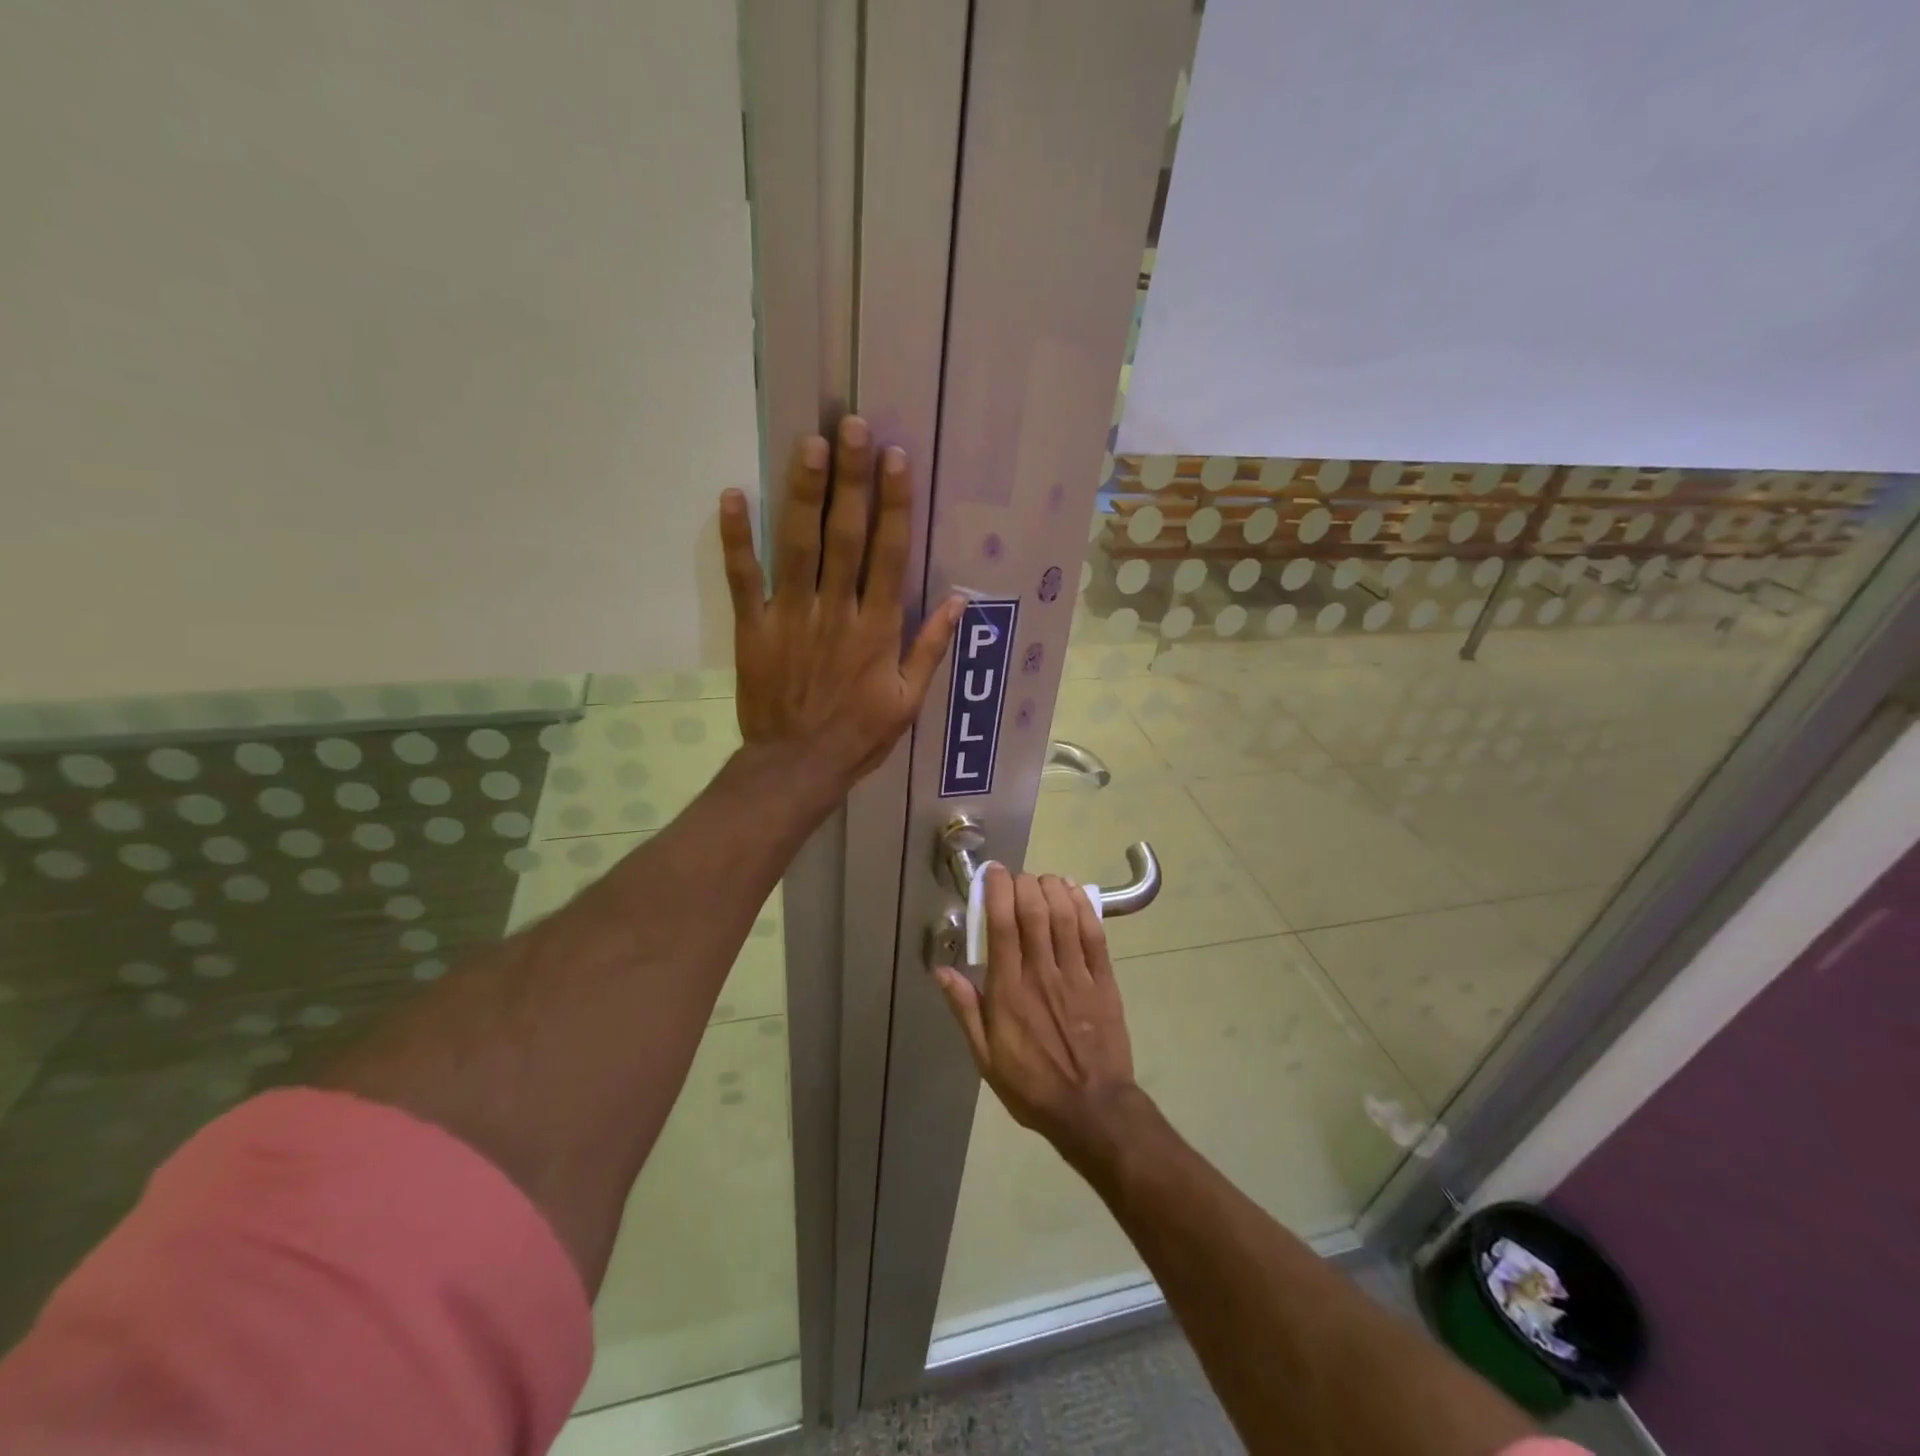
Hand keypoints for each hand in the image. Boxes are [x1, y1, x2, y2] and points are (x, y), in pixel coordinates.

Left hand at [720, 416, 963, 788]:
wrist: (797, 766)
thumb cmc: (859, 735)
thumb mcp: (908, 701)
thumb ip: (930, 649)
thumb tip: (960, 601)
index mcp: (878, 629)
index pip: (889, 554)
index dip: (894, 504)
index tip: (895, 459)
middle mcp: (837, 611)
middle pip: (845, 536)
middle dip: (851, 479)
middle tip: (851, 425)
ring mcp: (791, 616)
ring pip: (798, 546)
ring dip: (803, 493)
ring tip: (809, 443)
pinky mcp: (754, 628)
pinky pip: (744, 578)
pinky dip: (737, 538)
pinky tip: (734, 495)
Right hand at [935, 866, 1144, 1169]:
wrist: (1092, 1109)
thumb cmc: (1031, 1085)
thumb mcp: (985, 1057)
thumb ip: (965, 1009)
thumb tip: (942, 970)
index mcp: (1009, 991)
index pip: (1002, 926)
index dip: (997, 891)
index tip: (993, 873)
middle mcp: (1042, 974)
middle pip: (1034, 912)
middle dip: (1024, 883)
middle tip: (1017, 877)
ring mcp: (1077, 976)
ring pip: (1065, 916)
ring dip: (1053, 888)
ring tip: (1043, 880)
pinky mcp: (1104, 981)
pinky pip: (1094, 934)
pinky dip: (1083, 907)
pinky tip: (1074, 892)